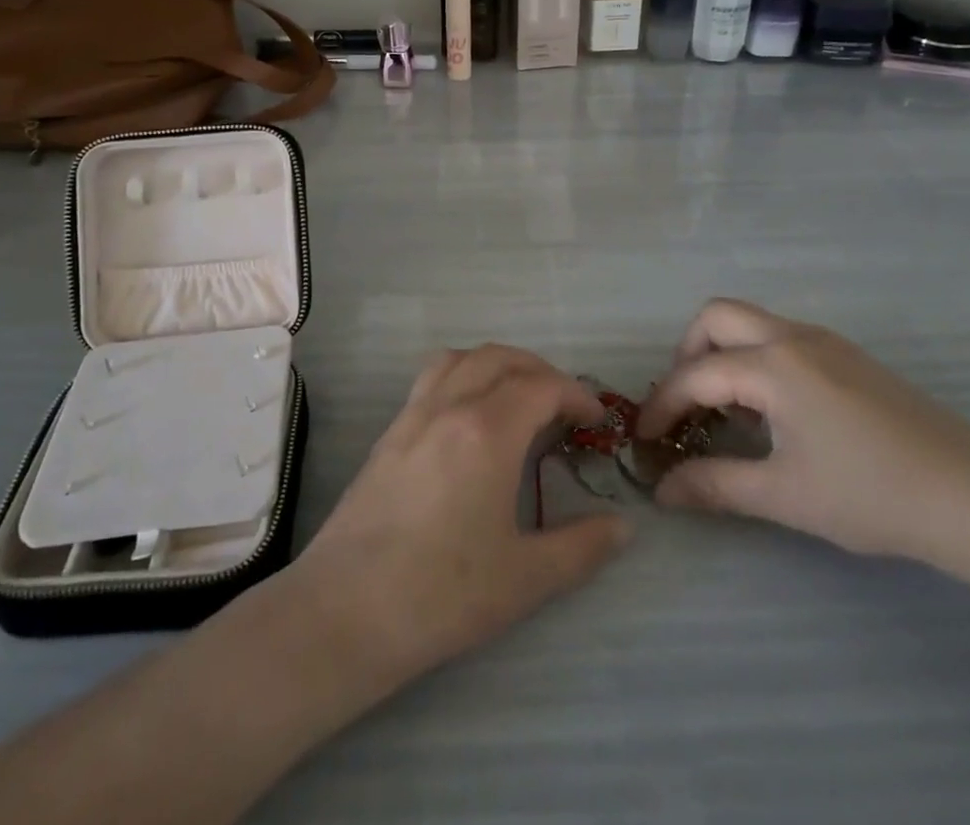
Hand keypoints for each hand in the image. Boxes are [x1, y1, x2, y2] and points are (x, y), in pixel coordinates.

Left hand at [292, 345, 631, 687]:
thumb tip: (623, 527)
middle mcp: (450, 406)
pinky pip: (432, 377)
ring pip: (461, 358)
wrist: (346, 611)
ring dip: (497, 364)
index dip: (576, 395)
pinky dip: (463, 374)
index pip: (541, 386)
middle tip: (563, 407)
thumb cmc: (443, 594)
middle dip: (540, 371)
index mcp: (488, 430)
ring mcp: (414, 414)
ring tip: (517, 397)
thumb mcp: (525, 579)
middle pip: (501, 358)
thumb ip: (581, 547)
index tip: (596, 421)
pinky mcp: (389, 432)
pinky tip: (469, 418)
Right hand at [636, 299, 969, 568]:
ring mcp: (826, 342)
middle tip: (685, 405)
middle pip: (716, 316)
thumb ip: (715, 486)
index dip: (661, 405)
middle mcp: (793, 337)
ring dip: (723, 354)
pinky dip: (756, 360)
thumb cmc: (872, 494)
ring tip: (726, 412)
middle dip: (687, 354)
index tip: (643, 439)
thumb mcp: (785, 495)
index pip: (695, 375)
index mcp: (773, 365)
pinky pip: (782, 338)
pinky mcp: (849, 356)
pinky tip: (773, 412)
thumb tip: (662, 491)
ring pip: (751, 322)